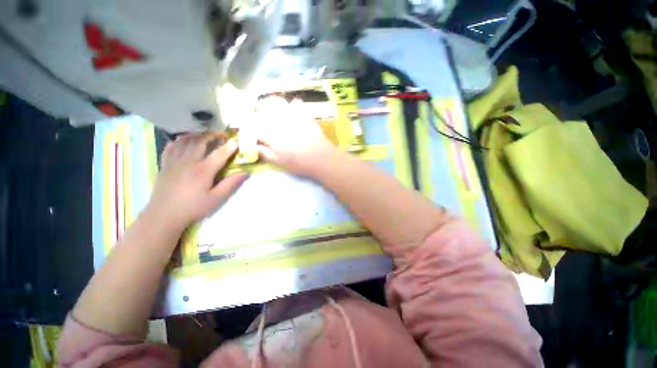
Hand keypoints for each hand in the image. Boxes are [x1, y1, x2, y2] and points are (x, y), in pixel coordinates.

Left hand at [147, 134, 247, 229]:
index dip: (229, 147)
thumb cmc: (193, 208)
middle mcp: (188, 162)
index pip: (219, 154)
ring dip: (195, 135)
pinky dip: (177, 141)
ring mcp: (174, 162)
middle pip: (200, 142)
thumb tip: (245, 173)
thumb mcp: (217, 199)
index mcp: (203, 170)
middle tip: (220, 134)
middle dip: (211, 136)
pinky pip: (170, 148)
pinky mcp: (165, 165)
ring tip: (203, 133)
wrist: (164, 215)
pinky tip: (182, 140)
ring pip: (184, 142)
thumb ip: (231, 184)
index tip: (236, 141)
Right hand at [256, 97, 336, 174]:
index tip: (253, 130)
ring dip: (273, 104)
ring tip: (274, 112)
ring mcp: (293, 114)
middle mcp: (278, 119)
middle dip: (259, 111)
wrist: (321, 158)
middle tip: (261, 119)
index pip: (254, 124)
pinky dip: (292, 104)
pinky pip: (296, 102)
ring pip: (277, 101)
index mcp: (270, 132)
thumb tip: (253, 146)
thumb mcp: (279, 162)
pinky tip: (293, 111)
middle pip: (262, 107)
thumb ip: (264, 153)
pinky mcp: (305, 114)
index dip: (251, 126)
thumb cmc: (299, 162)